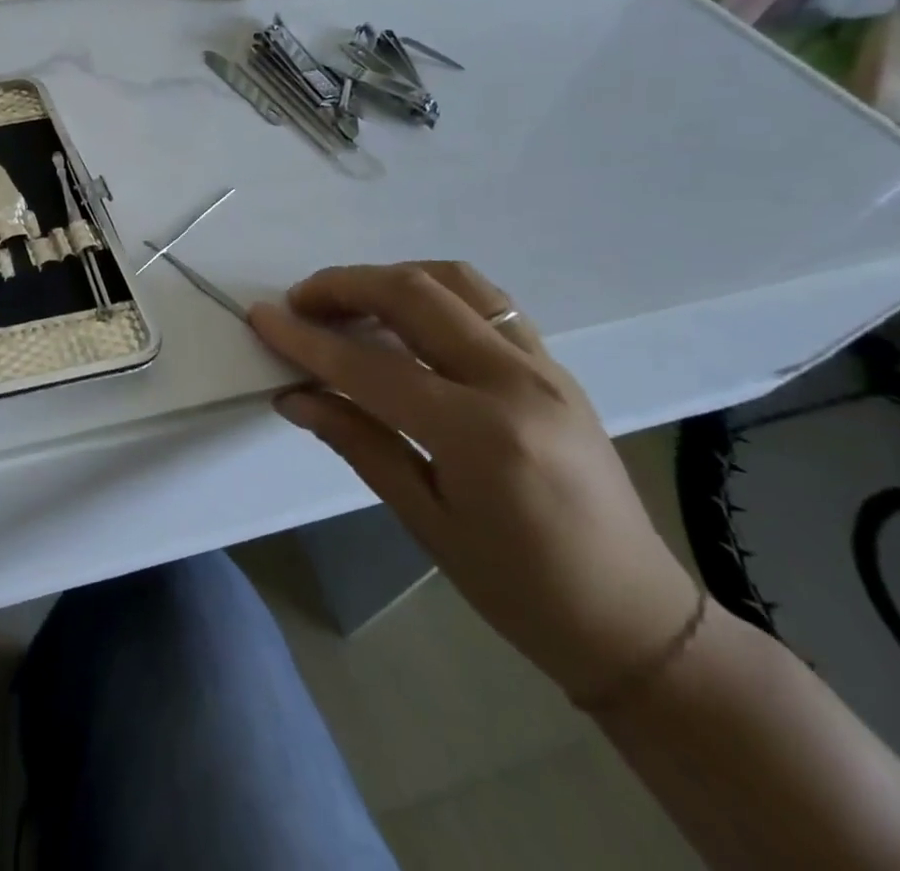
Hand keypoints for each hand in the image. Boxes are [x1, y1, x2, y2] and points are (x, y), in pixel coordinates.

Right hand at [249, 262, 698, 702]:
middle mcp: (516, 382)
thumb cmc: (521, 589)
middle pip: (414, 296)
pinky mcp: (554, 365)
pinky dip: (433, 290)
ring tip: (348, 301)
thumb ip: (357, 442)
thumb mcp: (425, 521)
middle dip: (344, 286)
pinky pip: (486, 301)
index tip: (261, 317)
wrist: (638, 621)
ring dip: (389, 277)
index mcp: (481, 434)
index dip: (306, 339)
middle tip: (299, 302)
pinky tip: (404, 316)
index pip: (370, 365)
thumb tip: (293, 396)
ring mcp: (544, 367)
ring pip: (455, 281)